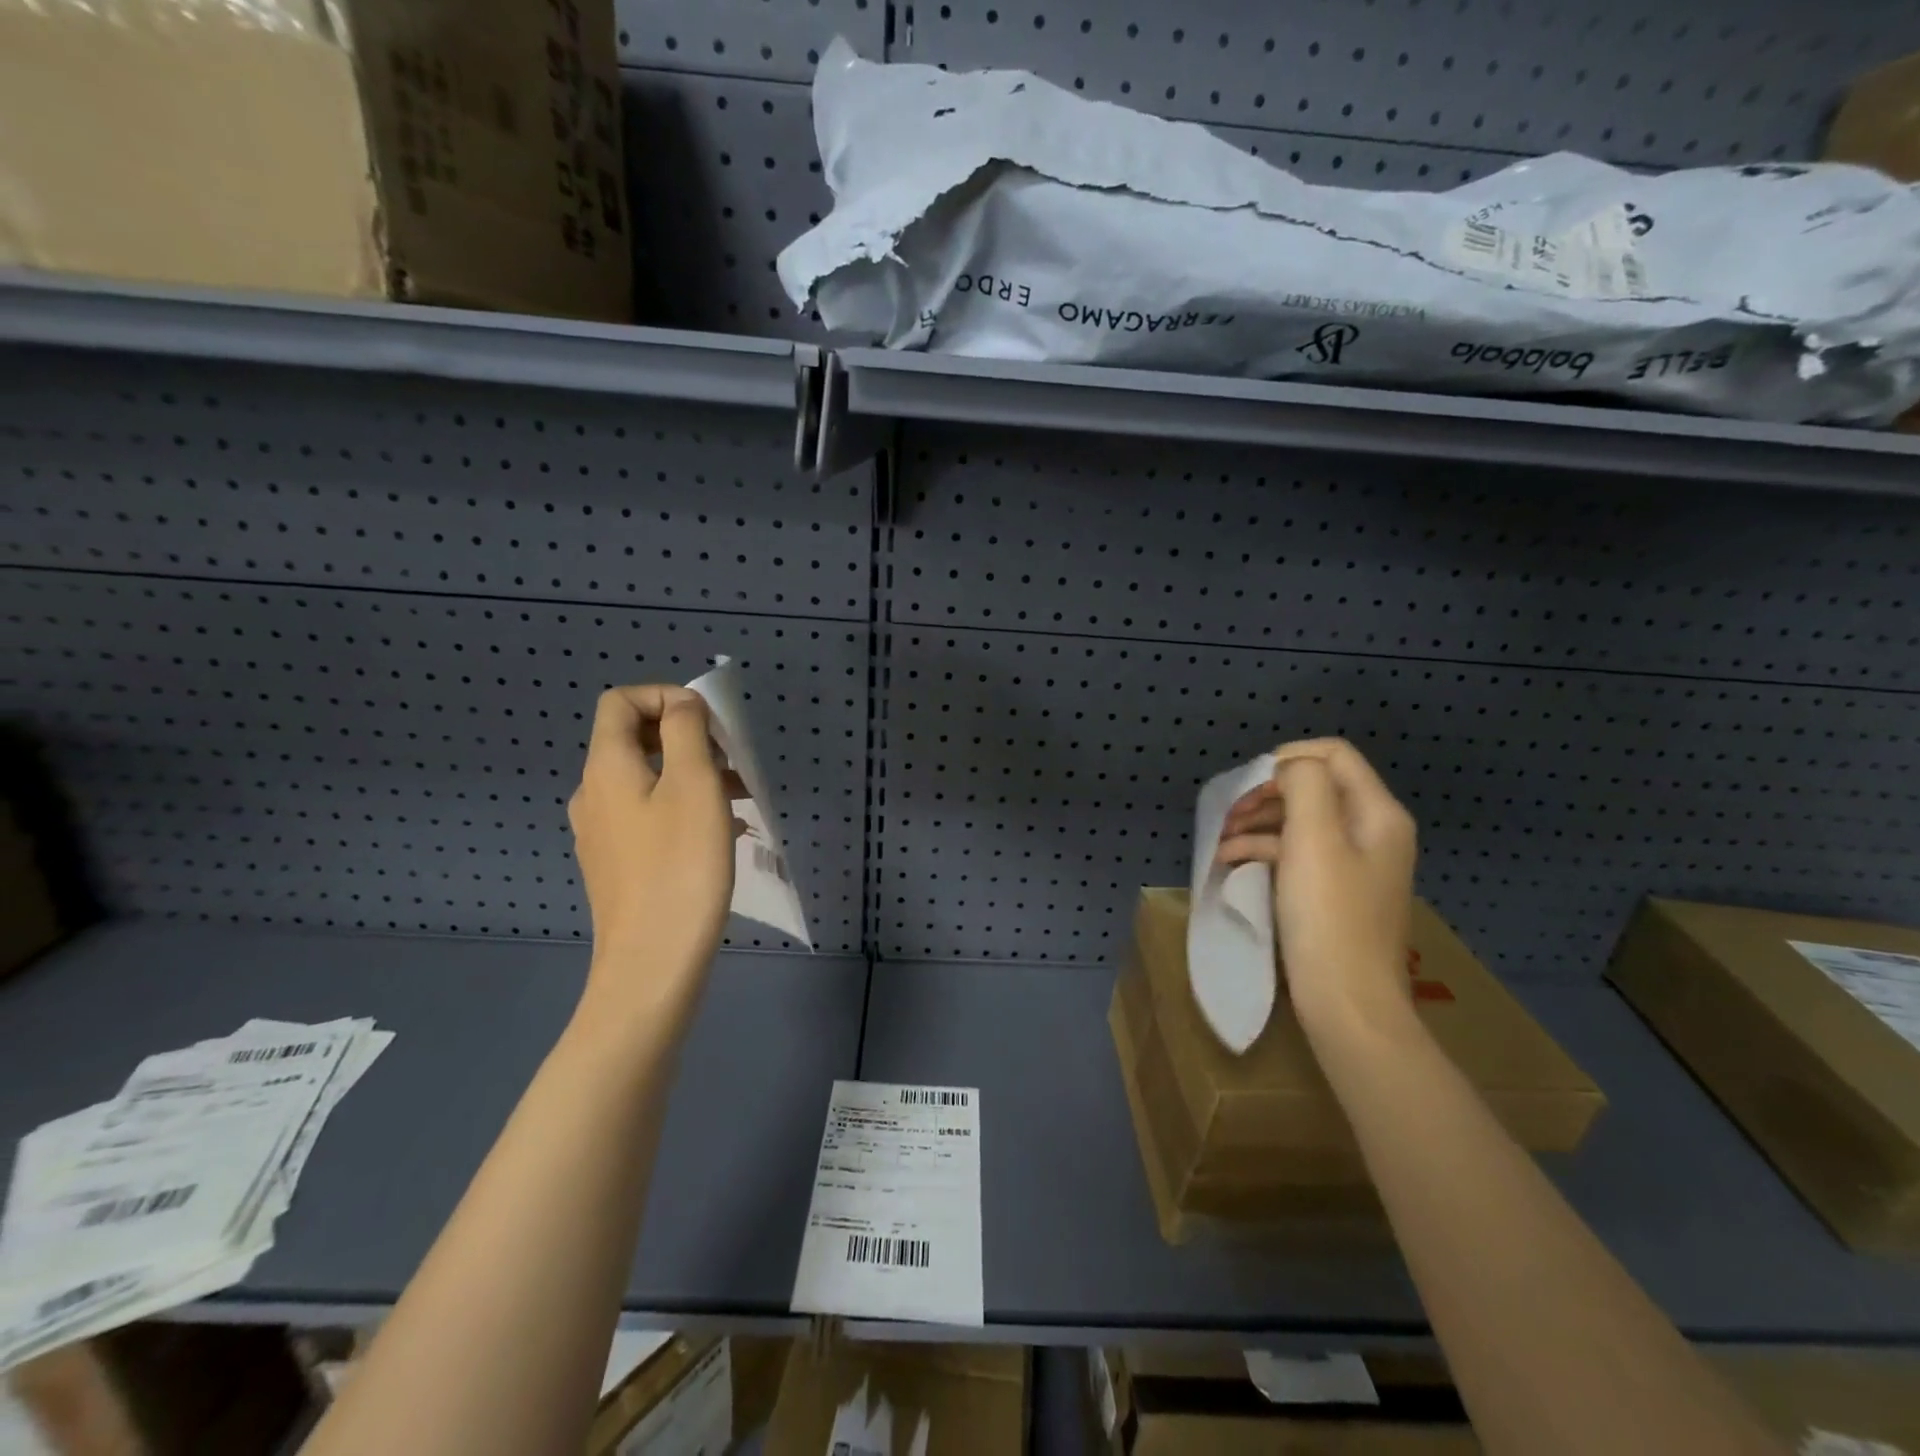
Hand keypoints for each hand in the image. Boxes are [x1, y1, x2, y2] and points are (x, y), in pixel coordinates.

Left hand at [568, 685, 735, 1027]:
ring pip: (647, 781)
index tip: (710, 723)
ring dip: (692, 775)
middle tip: (731, 761)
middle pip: (635, 740)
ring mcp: (602, 833)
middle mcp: (594, 794)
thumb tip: (683, 705)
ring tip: (740, 799)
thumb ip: (687, 732)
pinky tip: (721, 833)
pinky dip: (684, 808)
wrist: (652, 963)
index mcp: (607, 768)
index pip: (621, 702)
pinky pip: (649, 816)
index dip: (665, 696)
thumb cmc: (679, 866)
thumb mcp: (694, 785)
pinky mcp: (617, 864)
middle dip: (687, 738)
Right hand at [1216, 738, 1418, 1035]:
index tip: (1249, 782)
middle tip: (1228, 812)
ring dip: (1258, 822)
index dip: (1288, 758)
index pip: (1334, 755)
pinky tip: (1231, 862)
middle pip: (1314, 787)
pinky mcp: (1334, 892)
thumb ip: (1304, 786)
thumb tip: (1288, 770)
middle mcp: (1372, 832)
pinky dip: (1264, 850)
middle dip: (1266, 793)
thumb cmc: (1329, 916)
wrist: (1347, 1002)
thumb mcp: (1314, 839)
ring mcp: (1354, 864)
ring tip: (1221, 839)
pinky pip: (1297, 854)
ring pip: (1300, 821)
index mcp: (1377, 814)